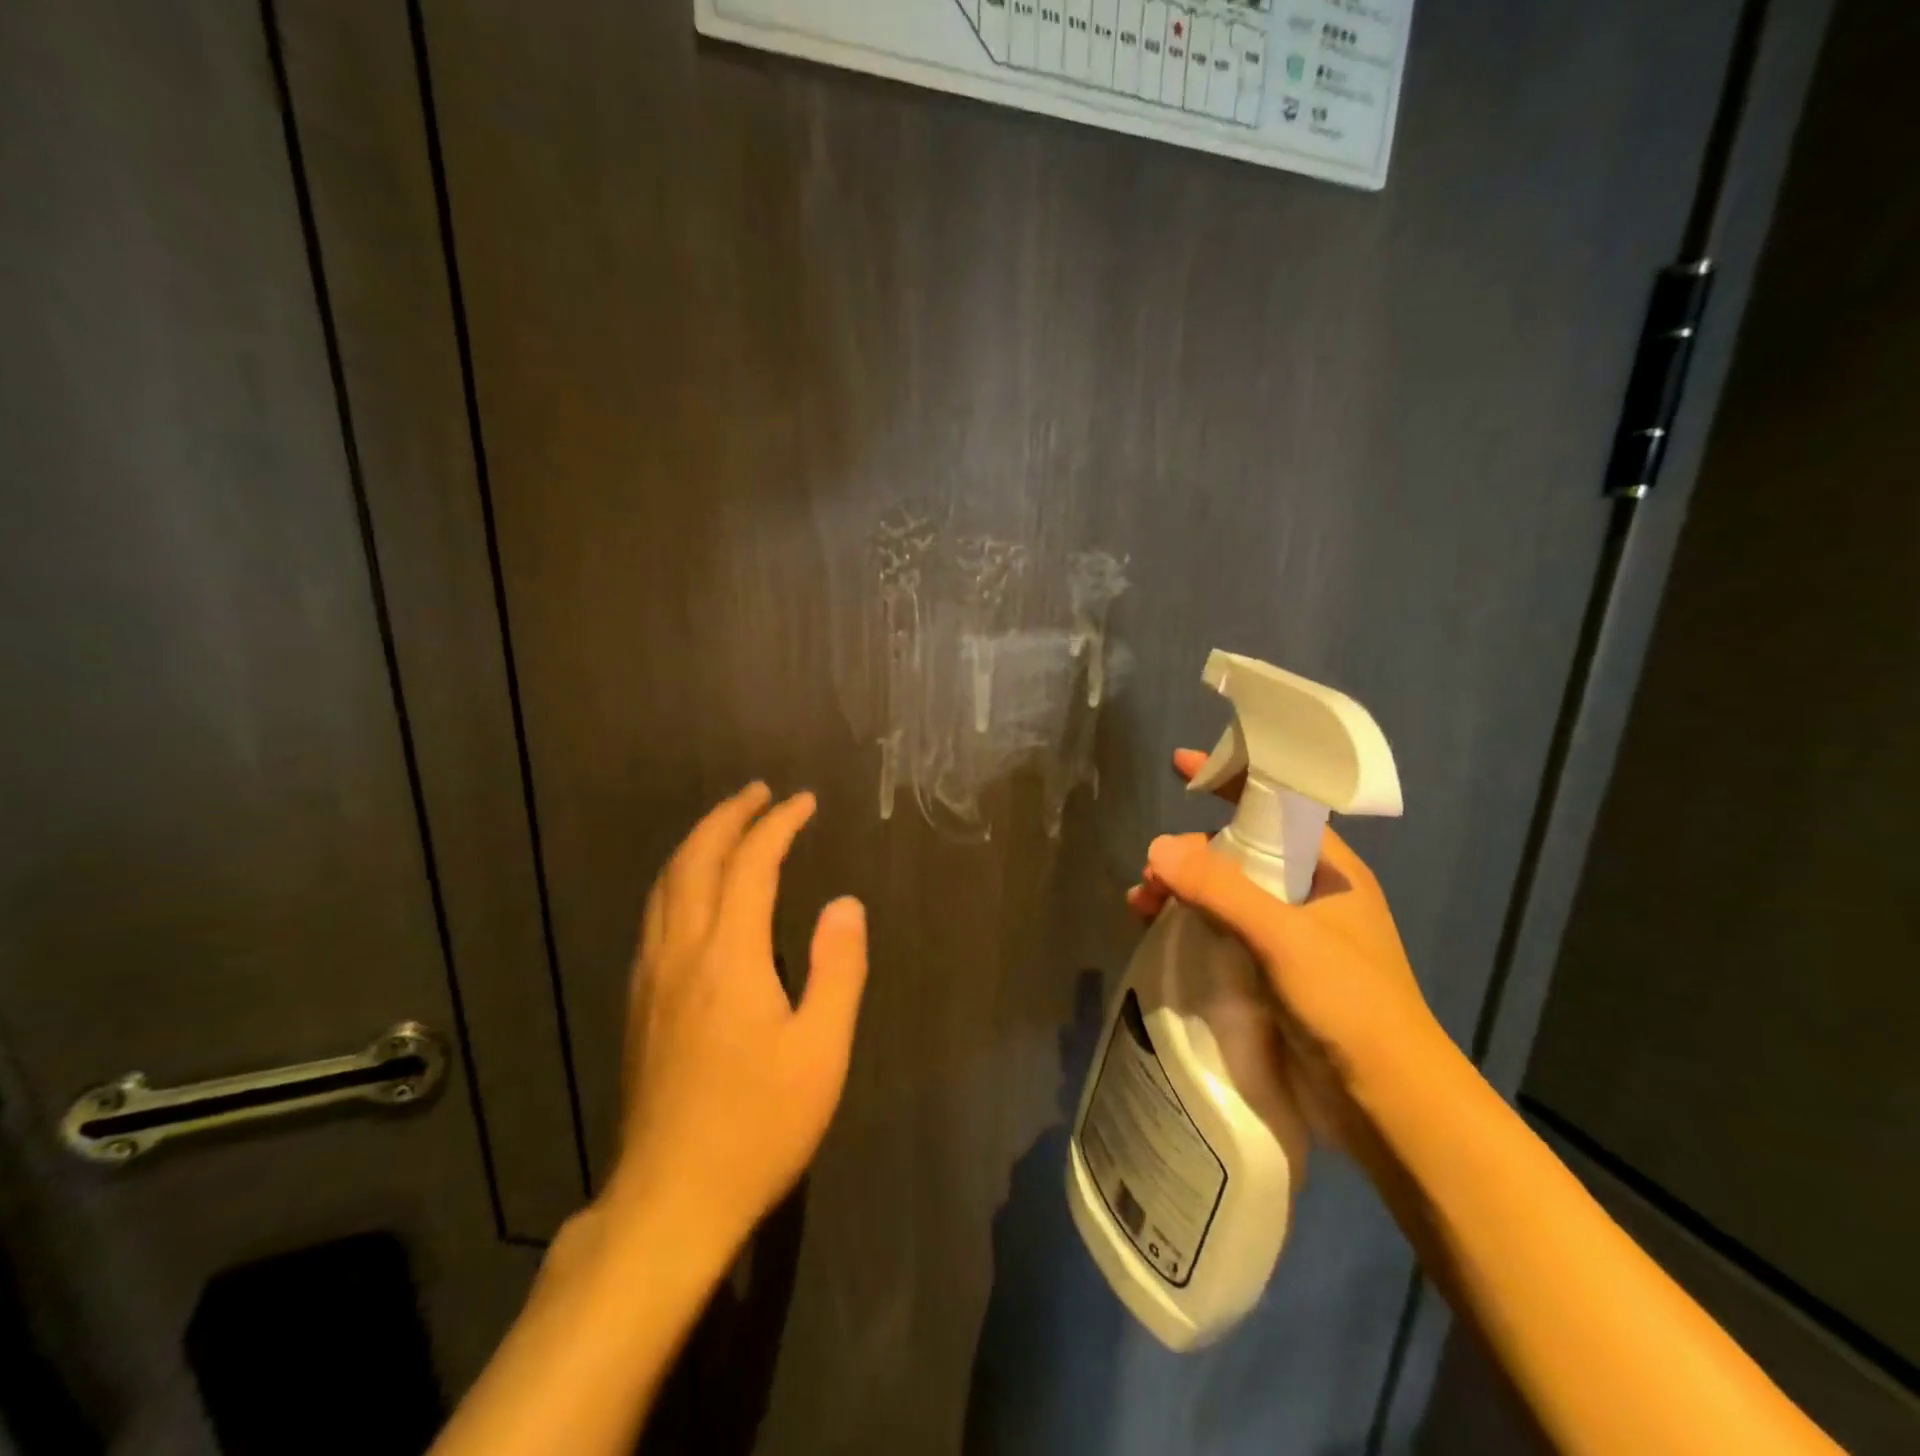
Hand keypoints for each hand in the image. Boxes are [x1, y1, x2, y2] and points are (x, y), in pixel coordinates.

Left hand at [602, 784, 867, 1244]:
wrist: (670, 1201)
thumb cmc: (758, 1124)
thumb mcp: (821, 1049)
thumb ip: (837, 968)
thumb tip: (844, 903)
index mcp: (728, 956)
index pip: (751, 865)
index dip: (778, 825)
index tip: (803, 802)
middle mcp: (681, 952)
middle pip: (695, 860)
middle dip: (727, 817)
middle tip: (759, 793)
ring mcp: (650, 977)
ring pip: (665, 886)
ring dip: (697, 843)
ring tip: (727, 825)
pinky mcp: (638, 1004)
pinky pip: (655, 915)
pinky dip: (678, 879)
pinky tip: (693, 892)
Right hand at [1126, 750, 1448, 1137]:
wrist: (1389, 1106)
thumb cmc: (1350, 1004)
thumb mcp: (1284, 936)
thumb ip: (1221, 888)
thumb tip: (1157, 848)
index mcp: (1328, 870)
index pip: (1275, 805)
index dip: (1231, 779)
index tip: (1182, 765)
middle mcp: (1308, 896)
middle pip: (1238, 852)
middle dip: (1189, 852)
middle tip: (1151, 873)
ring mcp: (1289, 939)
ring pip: (1223, 895)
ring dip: (1181, 893)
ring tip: (1141, 907)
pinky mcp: (1270, 976)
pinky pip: (1220, 934)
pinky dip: (1188, 928)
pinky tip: (1157, 938)